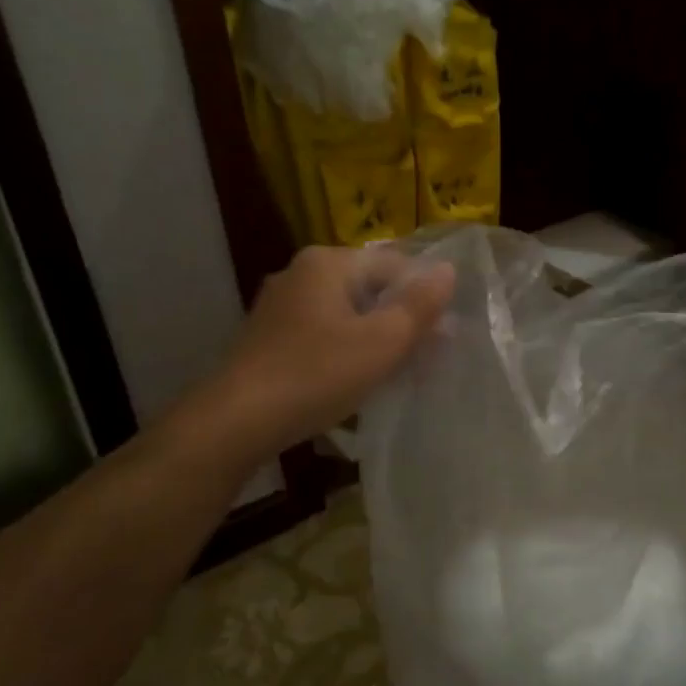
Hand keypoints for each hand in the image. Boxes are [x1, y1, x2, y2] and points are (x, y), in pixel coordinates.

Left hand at [224, 245, 454, 448]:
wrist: (236, 422)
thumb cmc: (317, 374)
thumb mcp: (382, 341)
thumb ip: (420, 305)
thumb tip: (449, 271)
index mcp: (327, 263)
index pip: (396, 265)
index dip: (425, 297)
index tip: (443, 336)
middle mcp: (300, 273)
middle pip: (370, 289)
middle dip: (401, 320)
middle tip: (426, 357)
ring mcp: (281, 306)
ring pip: (347, 314)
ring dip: (376, 338)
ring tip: (398, 372)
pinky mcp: (270, 337)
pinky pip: (324, 333)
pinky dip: (347, 350)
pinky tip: (357, 380)